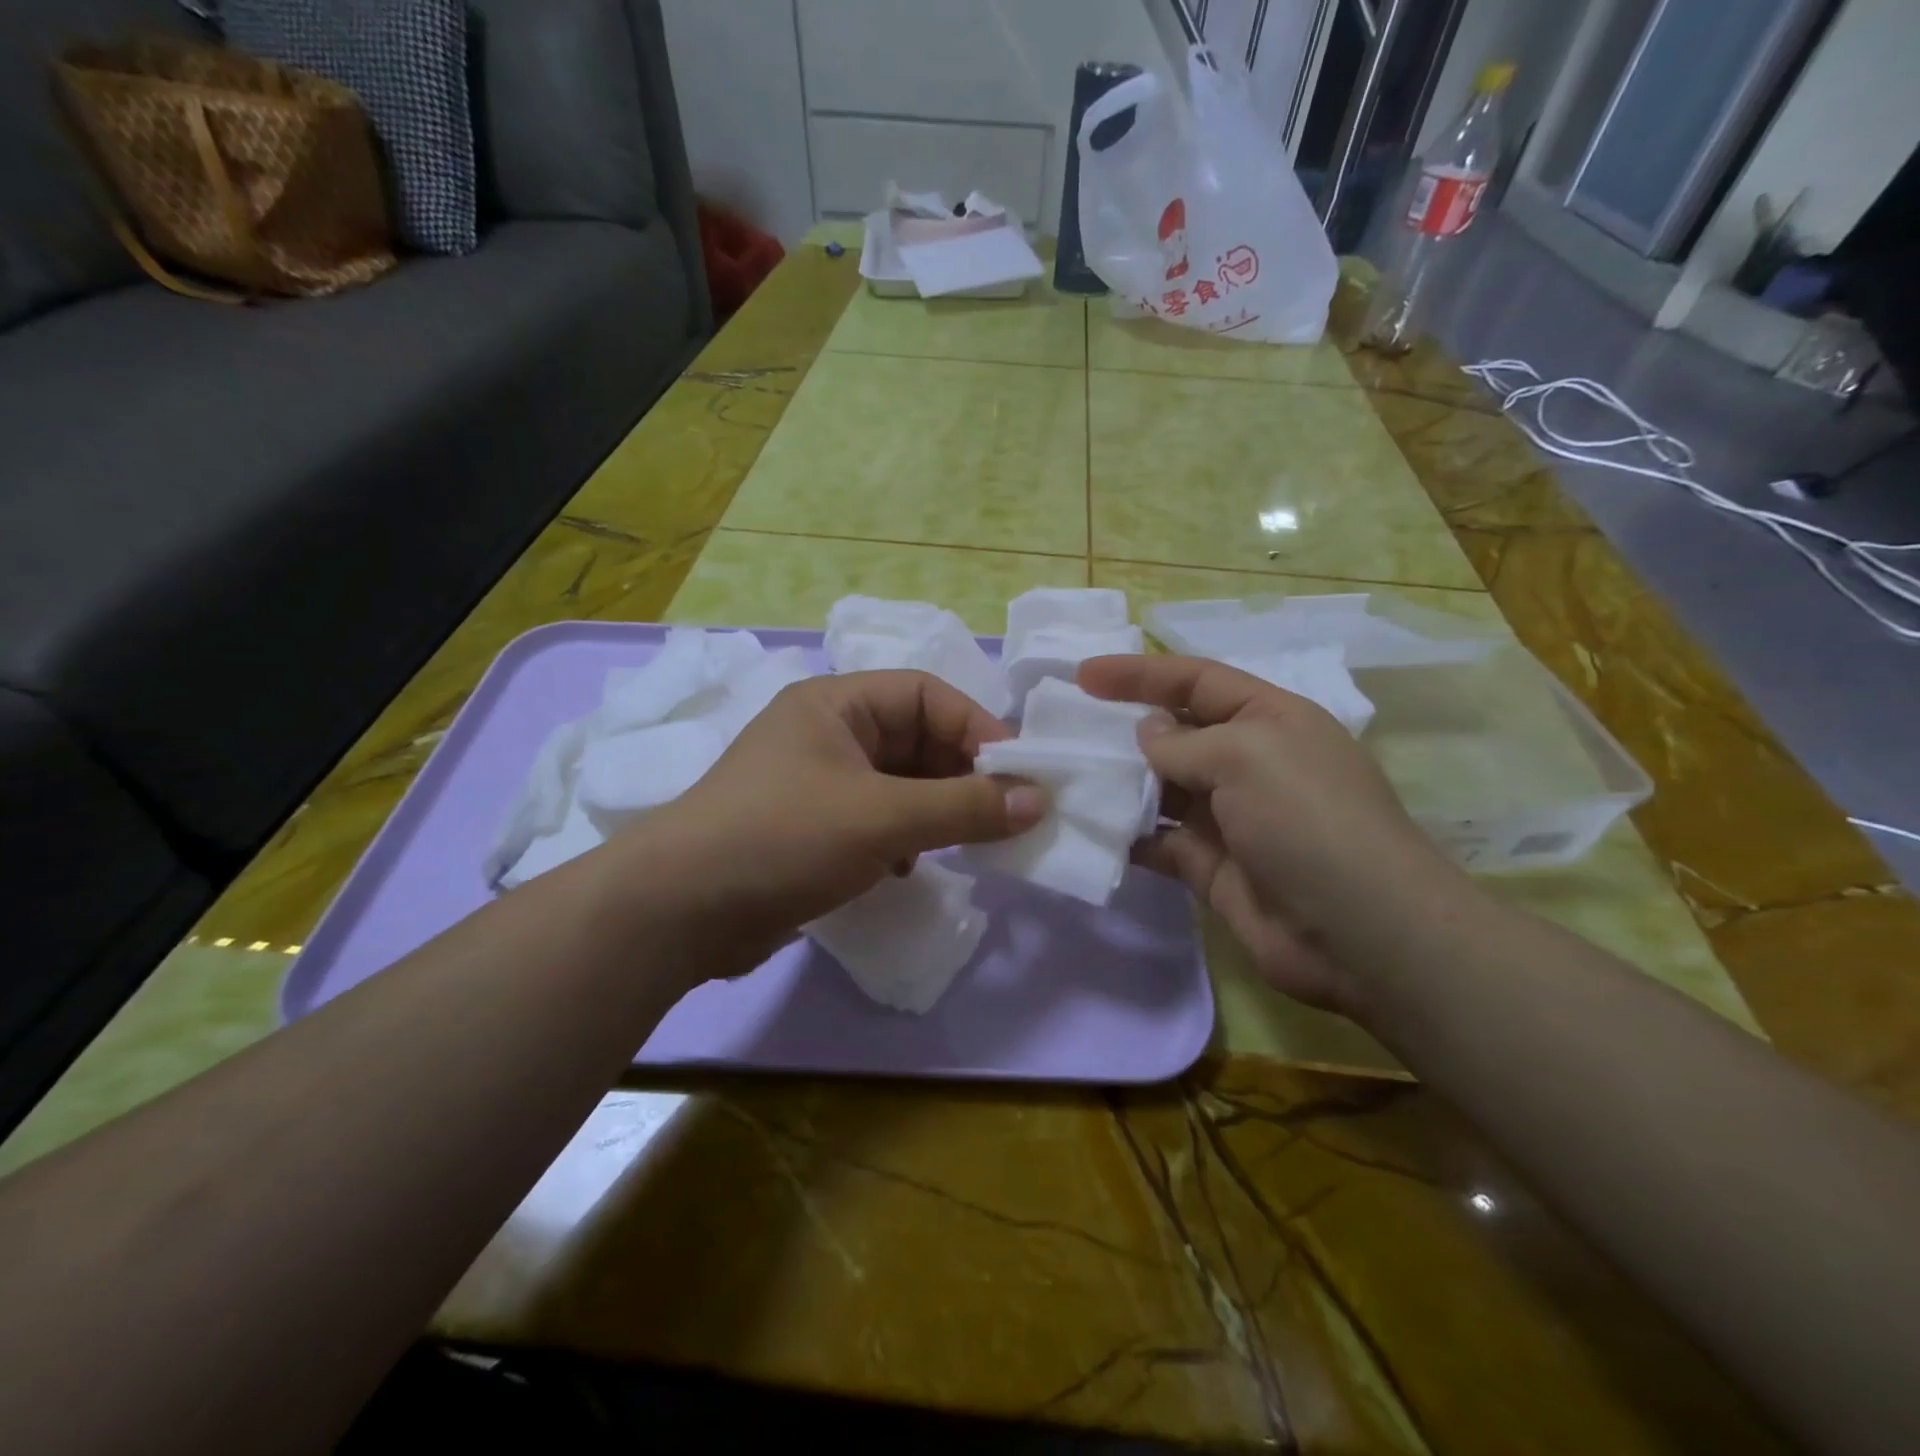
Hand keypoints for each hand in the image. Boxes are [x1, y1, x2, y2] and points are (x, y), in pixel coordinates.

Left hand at [612, 670, 1044, 979]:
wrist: (679, 912)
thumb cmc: (784, 838)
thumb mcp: (883, 817)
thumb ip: (965, 807)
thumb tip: (1040, 800)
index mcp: (837, 704)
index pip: (926, 695)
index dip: (977, 728)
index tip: (1019, 774)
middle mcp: (827, 733)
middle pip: (915, 738)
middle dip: (960, 775)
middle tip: (1003, 814)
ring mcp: (816, 781)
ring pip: (899, 782)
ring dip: (936, 809)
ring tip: (967, 841)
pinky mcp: (810, 827)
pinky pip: (876, 817)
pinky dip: (904, 836)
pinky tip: (910, 866)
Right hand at [1079, 654, 1461, 1015]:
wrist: (1357, 931)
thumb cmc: (1305, 819)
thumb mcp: (1245, 756)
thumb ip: (1183, 742)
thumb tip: (1146, 735)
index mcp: (1268, 719)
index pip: (1196, 680)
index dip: (1140, 673)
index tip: (1082, 675)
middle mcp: (1248, 762)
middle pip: (1174, 733)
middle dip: (1122, 728)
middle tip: (1063, 729)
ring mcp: (1229, 817)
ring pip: (1160, 788)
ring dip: (1118, 782)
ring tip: (1065, 776)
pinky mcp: (1210, 866)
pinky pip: (1158, 840)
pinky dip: (1126, 834)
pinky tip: (1088, 829)